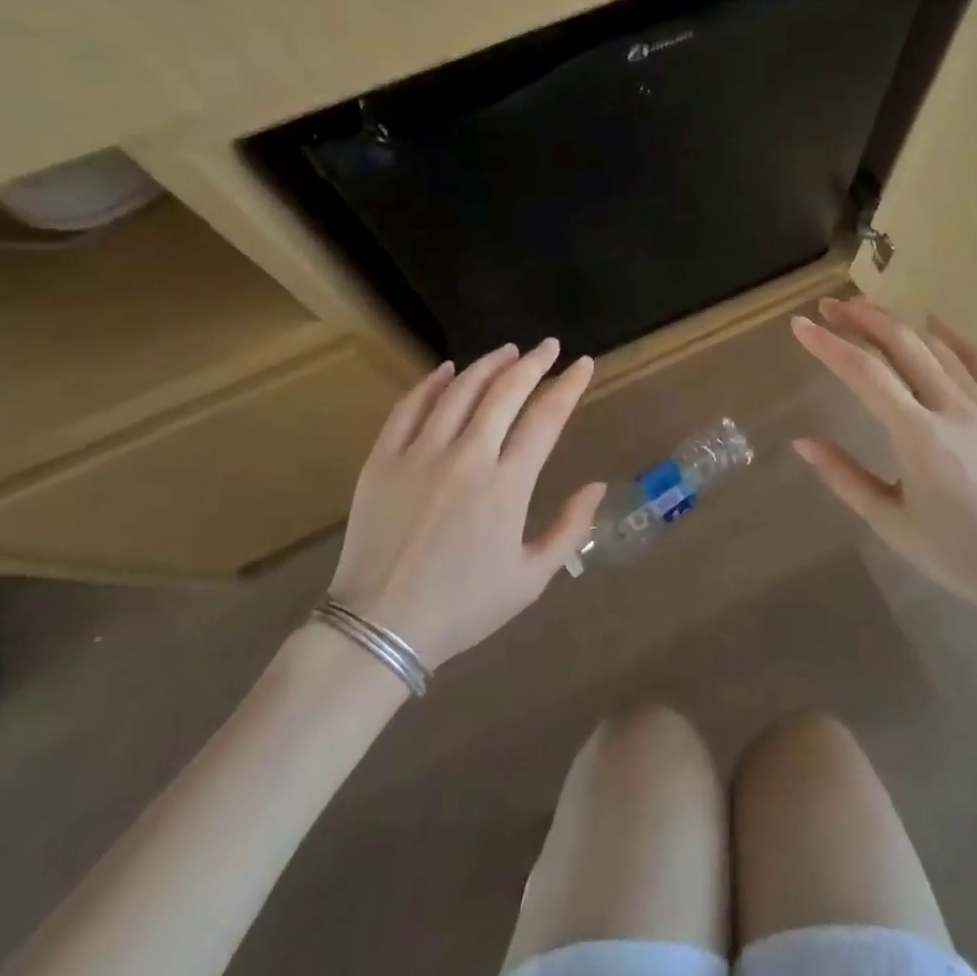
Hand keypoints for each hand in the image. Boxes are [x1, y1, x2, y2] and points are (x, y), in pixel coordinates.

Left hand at [330, 339, 605, 668]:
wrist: (379, 628)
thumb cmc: (462, 607)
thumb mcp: (530, 579)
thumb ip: (570, 529)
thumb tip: (598, 487)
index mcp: (506, 486)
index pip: (546, 418)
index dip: (568, 386)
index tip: (583, 364)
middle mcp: (467, 457)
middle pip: (505, 392)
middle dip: (533, 363)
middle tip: (549, 347)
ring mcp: (420, 454)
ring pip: (459, 390)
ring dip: (488, 365)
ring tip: (508, 351)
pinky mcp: (383, 459)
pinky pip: (409, 407)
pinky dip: (431, 383)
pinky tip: (447, 370)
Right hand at [790, 297, 976, 617]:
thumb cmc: (958, 555)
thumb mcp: (891, 522)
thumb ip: (845, 477)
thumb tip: (803, 443)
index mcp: (918, 437)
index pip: (865, 373)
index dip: (828, 345)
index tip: (800, 325)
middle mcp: (952, 409)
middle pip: (902, 344)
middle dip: (861, 318)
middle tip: (829, 306)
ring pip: (936, 347)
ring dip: (897, 323)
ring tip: (866, 312)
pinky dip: (952, 338)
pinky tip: (933, 322)